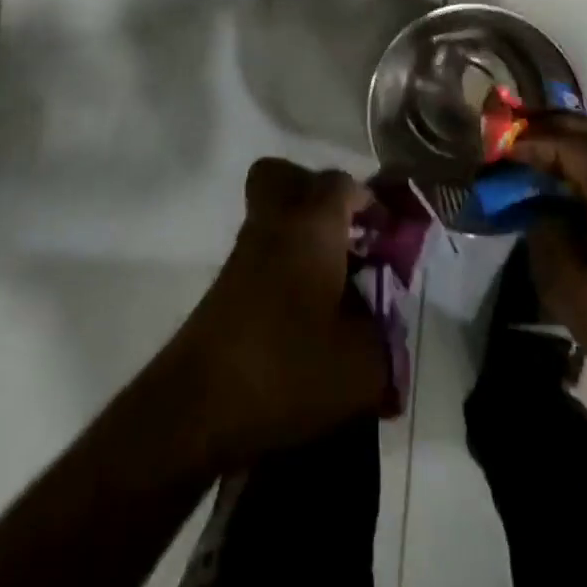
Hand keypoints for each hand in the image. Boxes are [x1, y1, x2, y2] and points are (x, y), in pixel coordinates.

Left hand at [167, 158, 387, 467]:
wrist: (197, 409)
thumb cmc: (287, 370)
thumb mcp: (362, 366)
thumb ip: (387, 337)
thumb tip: (387, 325)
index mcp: (312, 226)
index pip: (342, 184)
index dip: (371, 202)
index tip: (389, 235)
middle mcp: (274, 224)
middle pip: (285, 176)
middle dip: (319, 194)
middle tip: (347, 233)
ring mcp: (244, 253)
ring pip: (271, 213)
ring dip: (302, 231)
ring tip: (334, 279)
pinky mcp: (227, 284)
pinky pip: (262, 249)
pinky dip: (285, 261)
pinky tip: (307, 309)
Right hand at [515, 115, 586, 407]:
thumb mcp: (567, 284)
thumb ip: (545, 232)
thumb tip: (540, 208)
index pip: (572, 146)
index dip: (534, 143)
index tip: (502, 150)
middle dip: (559, 125)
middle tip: (521, 133)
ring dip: (577, 140)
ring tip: (538, 152)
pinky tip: (565, 183)